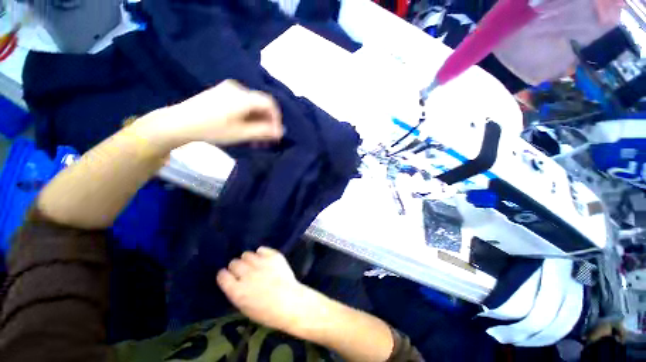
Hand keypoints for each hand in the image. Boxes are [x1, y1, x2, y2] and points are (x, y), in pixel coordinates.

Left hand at [135, 80, 283, 151]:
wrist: (178, 123)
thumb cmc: (212, 129)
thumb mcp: (241, 133)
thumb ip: (264, 131)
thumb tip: (281, 131)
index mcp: (243, 96)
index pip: (270, 103)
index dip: (277, 118)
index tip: (276, 133)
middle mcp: (238, 88)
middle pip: (261, 104)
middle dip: (267, 122)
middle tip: (266, 138)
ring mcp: (228, 89)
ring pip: (252, 105)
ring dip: (258, 121)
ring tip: (256, 137)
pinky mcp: (221, 93)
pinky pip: (242, 104)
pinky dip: (248, 116)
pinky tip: (245, 128)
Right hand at [217, 247, 323, 334]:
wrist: (291, 302)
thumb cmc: (267, 312)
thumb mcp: (245, 307)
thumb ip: (237, 292)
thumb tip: (234, 280)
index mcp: (237, 291)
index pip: (223, 276)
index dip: (225, 275)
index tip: (228, 275)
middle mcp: (247, 275)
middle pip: (234, 263)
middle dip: (236, 266)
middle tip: (243, 271)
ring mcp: (261, 263)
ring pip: (247, 254)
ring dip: (248, 259)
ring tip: (254, 264)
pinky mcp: (273, 256)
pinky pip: (261, 249)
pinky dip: (261, 253)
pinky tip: (264, 258)